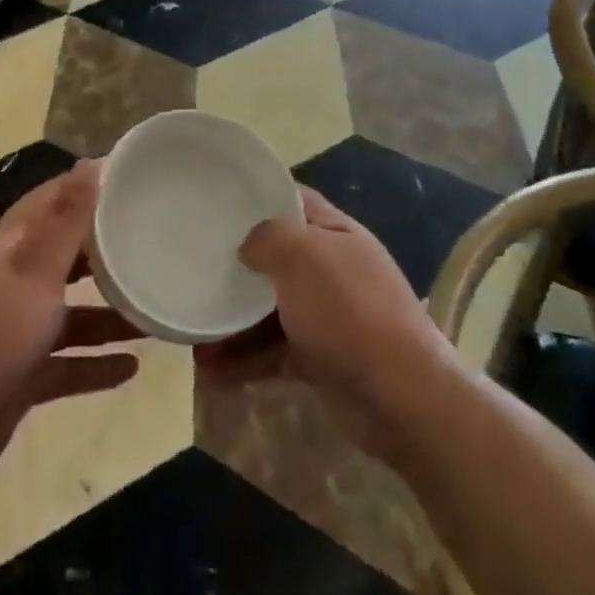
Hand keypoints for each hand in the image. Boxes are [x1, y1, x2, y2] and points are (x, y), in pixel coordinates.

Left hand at [0, 159, 143, 488]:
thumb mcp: (33, 274)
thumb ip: (66, 223)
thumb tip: (90, 163)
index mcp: (10, 248)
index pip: (50, 202)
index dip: (85, 187)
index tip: (130, 178)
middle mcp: (12, 282)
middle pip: (63, 256)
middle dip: (103, 249)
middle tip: (152, 239)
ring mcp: (14, 332)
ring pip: (70, 313)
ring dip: (108, 313)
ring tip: (153, 309)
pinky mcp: (19, 377)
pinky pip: (66, 363)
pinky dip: (95, 364)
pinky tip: (133, 368)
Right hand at [195, 188, 452, 459]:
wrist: (402, 398)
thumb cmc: (349, 310)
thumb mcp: (303, 256)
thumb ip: (268, 238)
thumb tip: (247, 247)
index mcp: (334, 232)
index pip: (293, 200)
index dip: (258, 196)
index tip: (218, 201)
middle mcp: (332, 269)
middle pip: (276, 258)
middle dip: (237, 266)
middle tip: (195, 267)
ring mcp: (327, 316)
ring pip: (270, 309)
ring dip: (233, 322)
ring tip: (193, 335)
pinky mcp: (321, 360)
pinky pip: (274, 352)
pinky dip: (245, 360)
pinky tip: (211, 372)